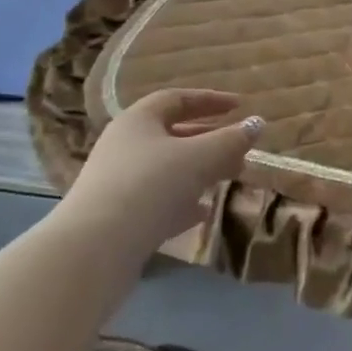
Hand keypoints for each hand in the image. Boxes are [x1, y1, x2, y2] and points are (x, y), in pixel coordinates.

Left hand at [57, 90, 262, 257]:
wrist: (94, 251)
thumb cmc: (149, 187)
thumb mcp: (198, 159)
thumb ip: (231, 140)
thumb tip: (257, 124)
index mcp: (139, 120)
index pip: (178, 99)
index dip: (211, 100)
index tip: (240, 107)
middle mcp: (125, 145)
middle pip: (173, 134)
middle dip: (210, 140)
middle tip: (240, 149)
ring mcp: (118, 182)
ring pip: (167, 168)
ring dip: (200, 171)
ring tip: (230, 177)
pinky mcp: (117, 218)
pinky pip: (157, 200)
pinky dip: (183, 201)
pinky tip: (203, 212)